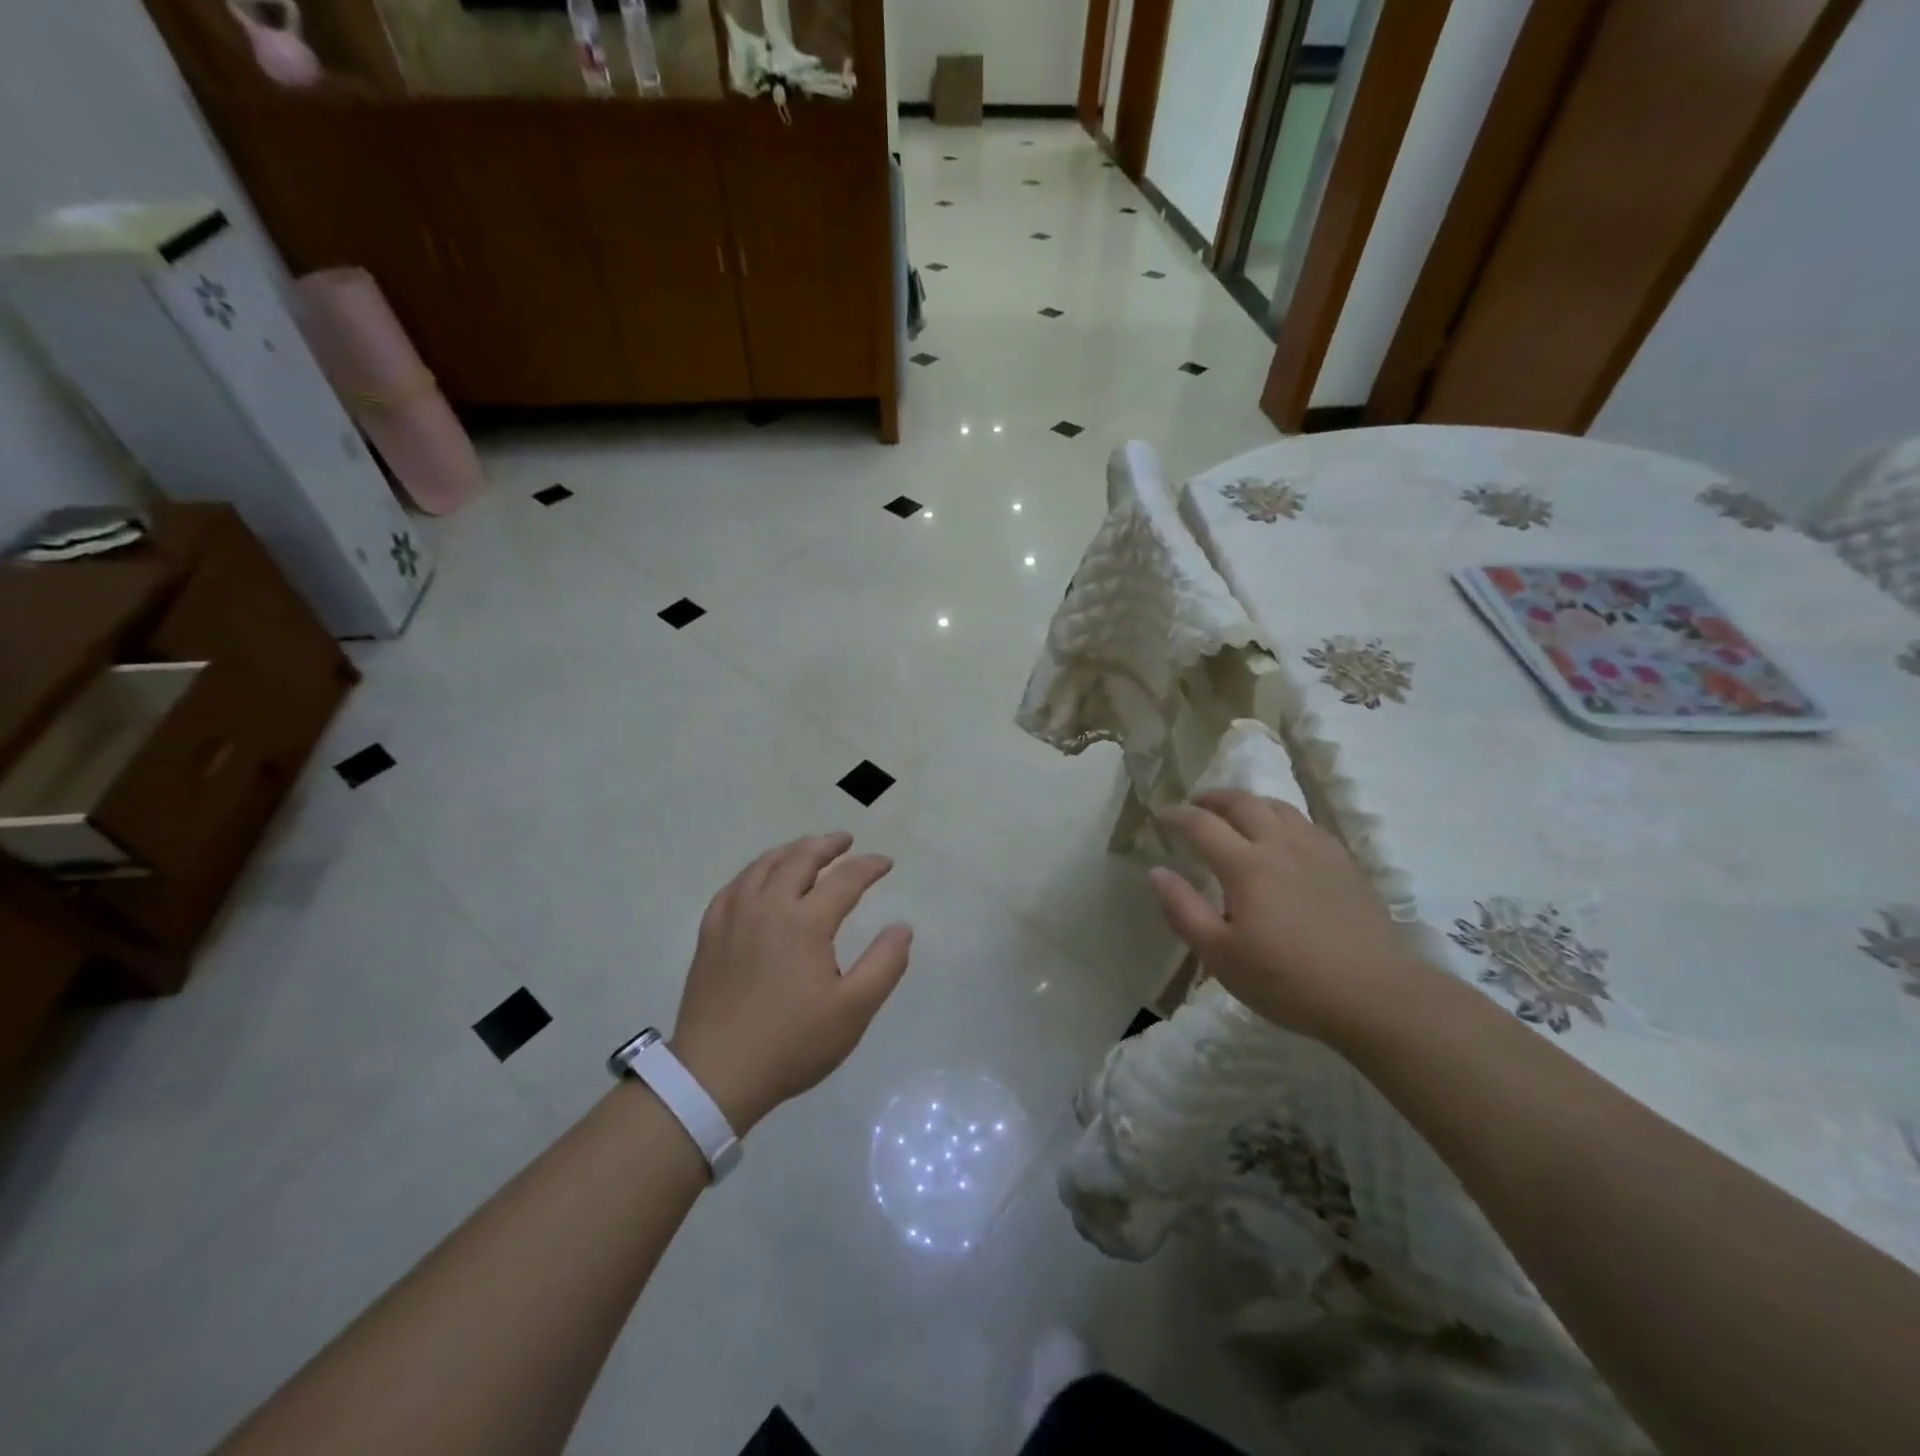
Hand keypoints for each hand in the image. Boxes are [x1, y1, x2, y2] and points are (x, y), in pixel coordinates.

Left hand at [669, 833, 912, 1132]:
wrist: (715, 1075)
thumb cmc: (792, 1043)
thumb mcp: (853, 1011)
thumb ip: (884, 964)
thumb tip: (902, 927)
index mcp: (805, 923)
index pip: (845, 880)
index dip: (869, 867)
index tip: (886, 863)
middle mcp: (768, 907)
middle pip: (799, 858)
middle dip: (827, 845)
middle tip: (845, 841)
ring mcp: (733, 918)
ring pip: (763, 866)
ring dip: (790, 851)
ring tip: (807, 850)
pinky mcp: (710, 935)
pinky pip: (733, 887)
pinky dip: (754, 872)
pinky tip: (758, 880)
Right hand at [1148, 791, 1426, 1046]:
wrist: (1376, 996)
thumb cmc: (1288, 980)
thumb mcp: (1221, 955)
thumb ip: (1184, 910)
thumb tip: (1156, 872)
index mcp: (1246, 865)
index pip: (1201, 824)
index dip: (1176, 815)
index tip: (1159, 815)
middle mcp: (1281, 845)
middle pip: (1243, 803)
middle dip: (1213, 798)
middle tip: (1196, 805)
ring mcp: (1318, 851)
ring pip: (1279, 808)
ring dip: (1250, 803)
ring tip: (1237, 815)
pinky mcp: (1346, 865)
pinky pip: (1307, 824)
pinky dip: (1283, 819)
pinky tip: (1284, 839)